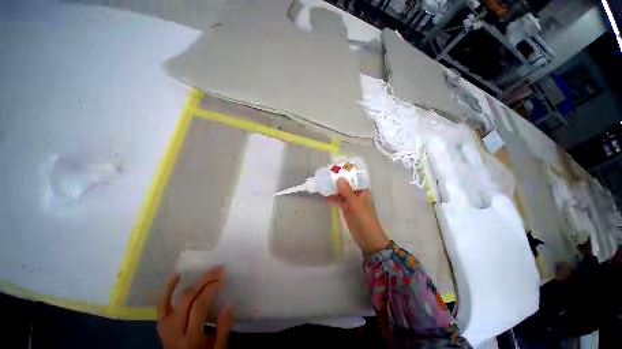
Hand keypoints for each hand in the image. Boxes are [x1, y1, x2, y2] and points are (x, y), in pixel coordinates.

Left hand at [157, 267, 232, 348]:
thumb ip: (223, 330)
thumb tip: (228, 305)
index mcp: (190, 339)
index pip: (198, 307)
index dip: (210, 290)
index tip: (222, 279)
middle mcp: (175, 331)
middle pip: (188, 299)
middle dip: (204, 281)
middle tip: (218, 270)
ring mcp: (165, 326)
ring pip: (176, 299)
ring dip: (193, 283)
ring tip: (207, 272)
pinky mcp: (161, 324)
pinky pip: (161, 304)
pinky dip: (168, 289)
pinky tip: (177, 275)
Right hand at [327, 178, 389, 253]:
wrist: (366, 237)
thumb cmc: (365, 218)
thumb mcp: (356, 204)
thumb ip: (348, 191)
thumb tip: (339, 178)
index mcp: (363, 190)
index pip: (354, 178)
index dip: (346, 173)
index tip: (336, 168)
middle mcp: (356, 193)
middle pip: (346, 184)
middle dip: (337, 180)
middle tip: (326, 175)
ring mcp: (351, 201)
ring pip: (341, 192)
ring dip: (333, 189)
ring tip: (323, 184)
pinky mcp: (346, 207)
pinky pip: (338, 200)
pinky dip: (332, 198)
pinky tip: (325, 197)